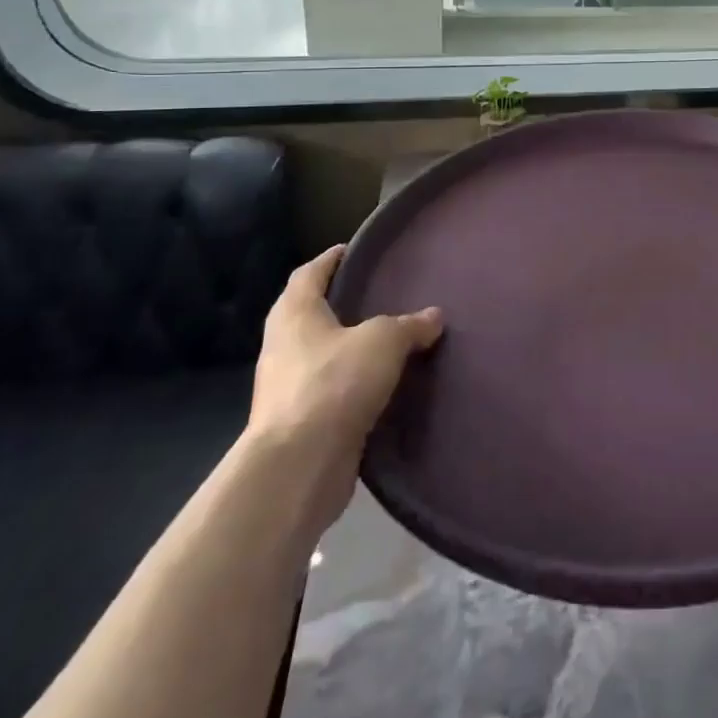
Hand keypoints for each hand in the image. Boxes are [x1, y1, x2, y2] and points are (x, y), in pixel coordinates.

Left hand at [245, 245, 442, 536]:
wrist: (298, 467)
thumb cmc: (334, 384)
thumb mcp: (383, 341)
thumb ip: (409, 325)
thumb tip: (433, 317)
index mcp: (295, 315)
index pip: (308, 274)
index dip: (330, 260)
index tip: (352, 251)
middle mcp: (283, 346)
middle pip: (310, 314)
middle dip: (340, 304)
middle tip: (378, 294)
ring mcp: (288, 388)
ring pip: (321, 355)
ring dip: (348, 348)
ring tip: (388, 340)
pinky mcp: (300, 423)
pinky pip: (331, 391)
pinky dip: (353, 384)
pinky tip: (383, 385)